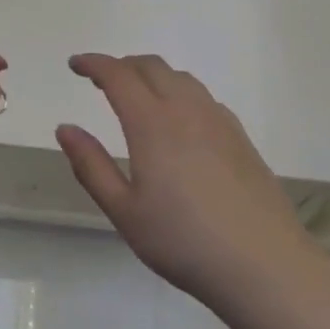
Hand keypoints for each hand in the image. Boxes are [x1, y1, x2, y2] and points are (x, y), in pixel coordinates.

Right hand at [57, 54, 315, 304]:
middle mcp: (186, 109)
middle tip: (102, 80)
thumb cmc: (183, 241)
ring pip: (181, 78)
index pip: (118, 75)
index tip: (75, 65)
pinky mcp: (240, 137)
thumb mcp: (124, 211)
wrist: (264, 264)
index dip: (94, 64)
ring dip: (153, 76)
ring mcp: (218, 120)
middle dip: (122, 65)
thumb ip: (91, 166)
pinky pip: (203, 97)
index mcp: (152, 123)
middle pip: (151, 66)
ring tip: (138, 96)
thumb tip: (65, 128)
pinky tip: (179, 121)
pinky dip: (180, 92)